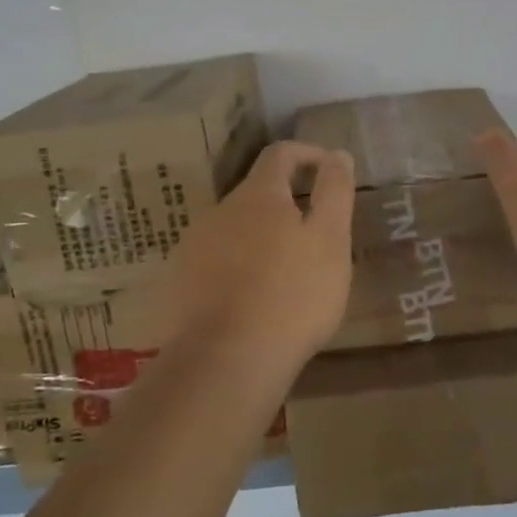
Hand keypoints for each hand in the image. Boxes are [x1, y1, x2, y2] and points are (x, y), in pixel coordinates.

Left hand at [160, 141, 354, 364]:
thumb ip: (335, 192)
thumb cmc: (292, 296)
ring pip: (235, 230)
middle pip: (257, 194)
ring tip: (286, 277)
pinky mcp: (179, 284)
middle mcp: (219, 211)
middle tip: (316, 239)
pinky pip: (215, 263)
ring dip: (261, 240)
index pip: (281, 154)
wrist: (224, 362)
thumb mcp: (330, 240)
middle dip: (287, 206)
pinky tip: (253, 302)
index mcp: (258, 195)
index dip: (308, 154)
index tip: (330, 171)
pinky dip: (238, 269)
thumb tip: (337, 154)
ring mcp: (193, 247)